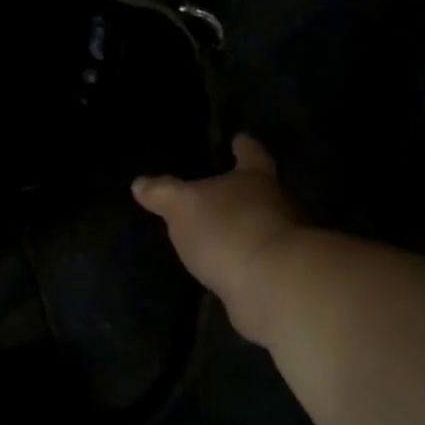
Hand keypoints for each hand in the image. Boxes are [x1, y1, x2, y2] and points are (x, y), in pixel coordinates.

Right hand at [133, 135, 305, 345]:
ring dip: (245, 230)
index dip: (244, 147)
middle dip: (244, 193)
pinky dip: (245, 261)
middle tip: (222, 193)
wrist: (273, 285)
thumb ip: (163, 193)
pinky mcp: (282, 276)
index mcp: (255, 179)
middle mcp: (278, 205)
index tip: (241, 139)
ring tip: (220, 236)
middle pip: (263, 192)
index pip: (251, 155)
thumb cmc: (227, 229)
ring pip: (263, 227)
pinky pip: (259, 262)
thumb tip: (139, 183)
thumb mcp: (183, 206)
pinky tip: (227, 269)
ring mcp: (285, 242)